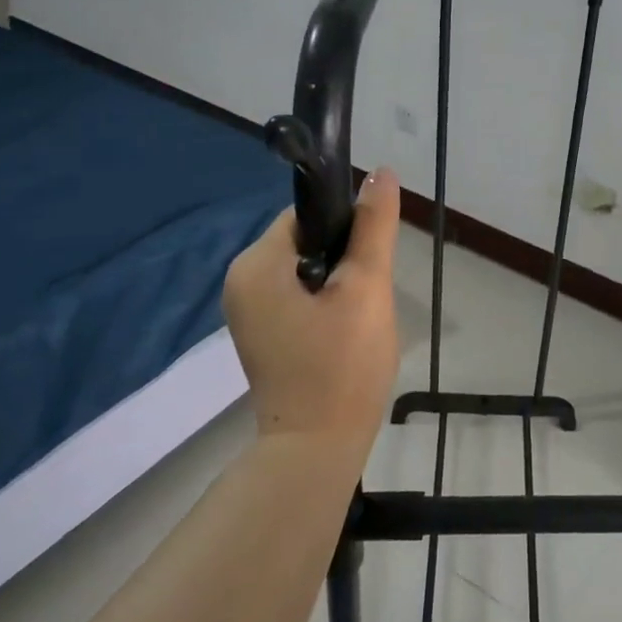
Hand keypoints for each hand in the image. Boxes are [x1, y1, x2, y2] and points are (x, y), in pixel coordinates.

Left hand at [224, 168, 402, 446]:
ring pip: (305, 269)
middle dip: (344, 258)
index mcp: (256, 264)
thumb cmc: (342, 364)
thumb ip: (374, 226)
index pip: (307, 214)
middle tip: (368, 294)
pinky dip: (324, 302)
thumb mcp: (366, 287)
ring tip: (359, 315)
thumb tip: (382, 172)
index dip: (346, 226)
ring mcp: (247, 311)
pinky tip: (344, 330)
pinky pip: (297, 295)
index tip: (371, 257)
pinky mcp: (261, 333)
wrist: (317, 449)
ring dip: (337, 281)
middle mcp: (240, 281)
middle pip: (306, 240)